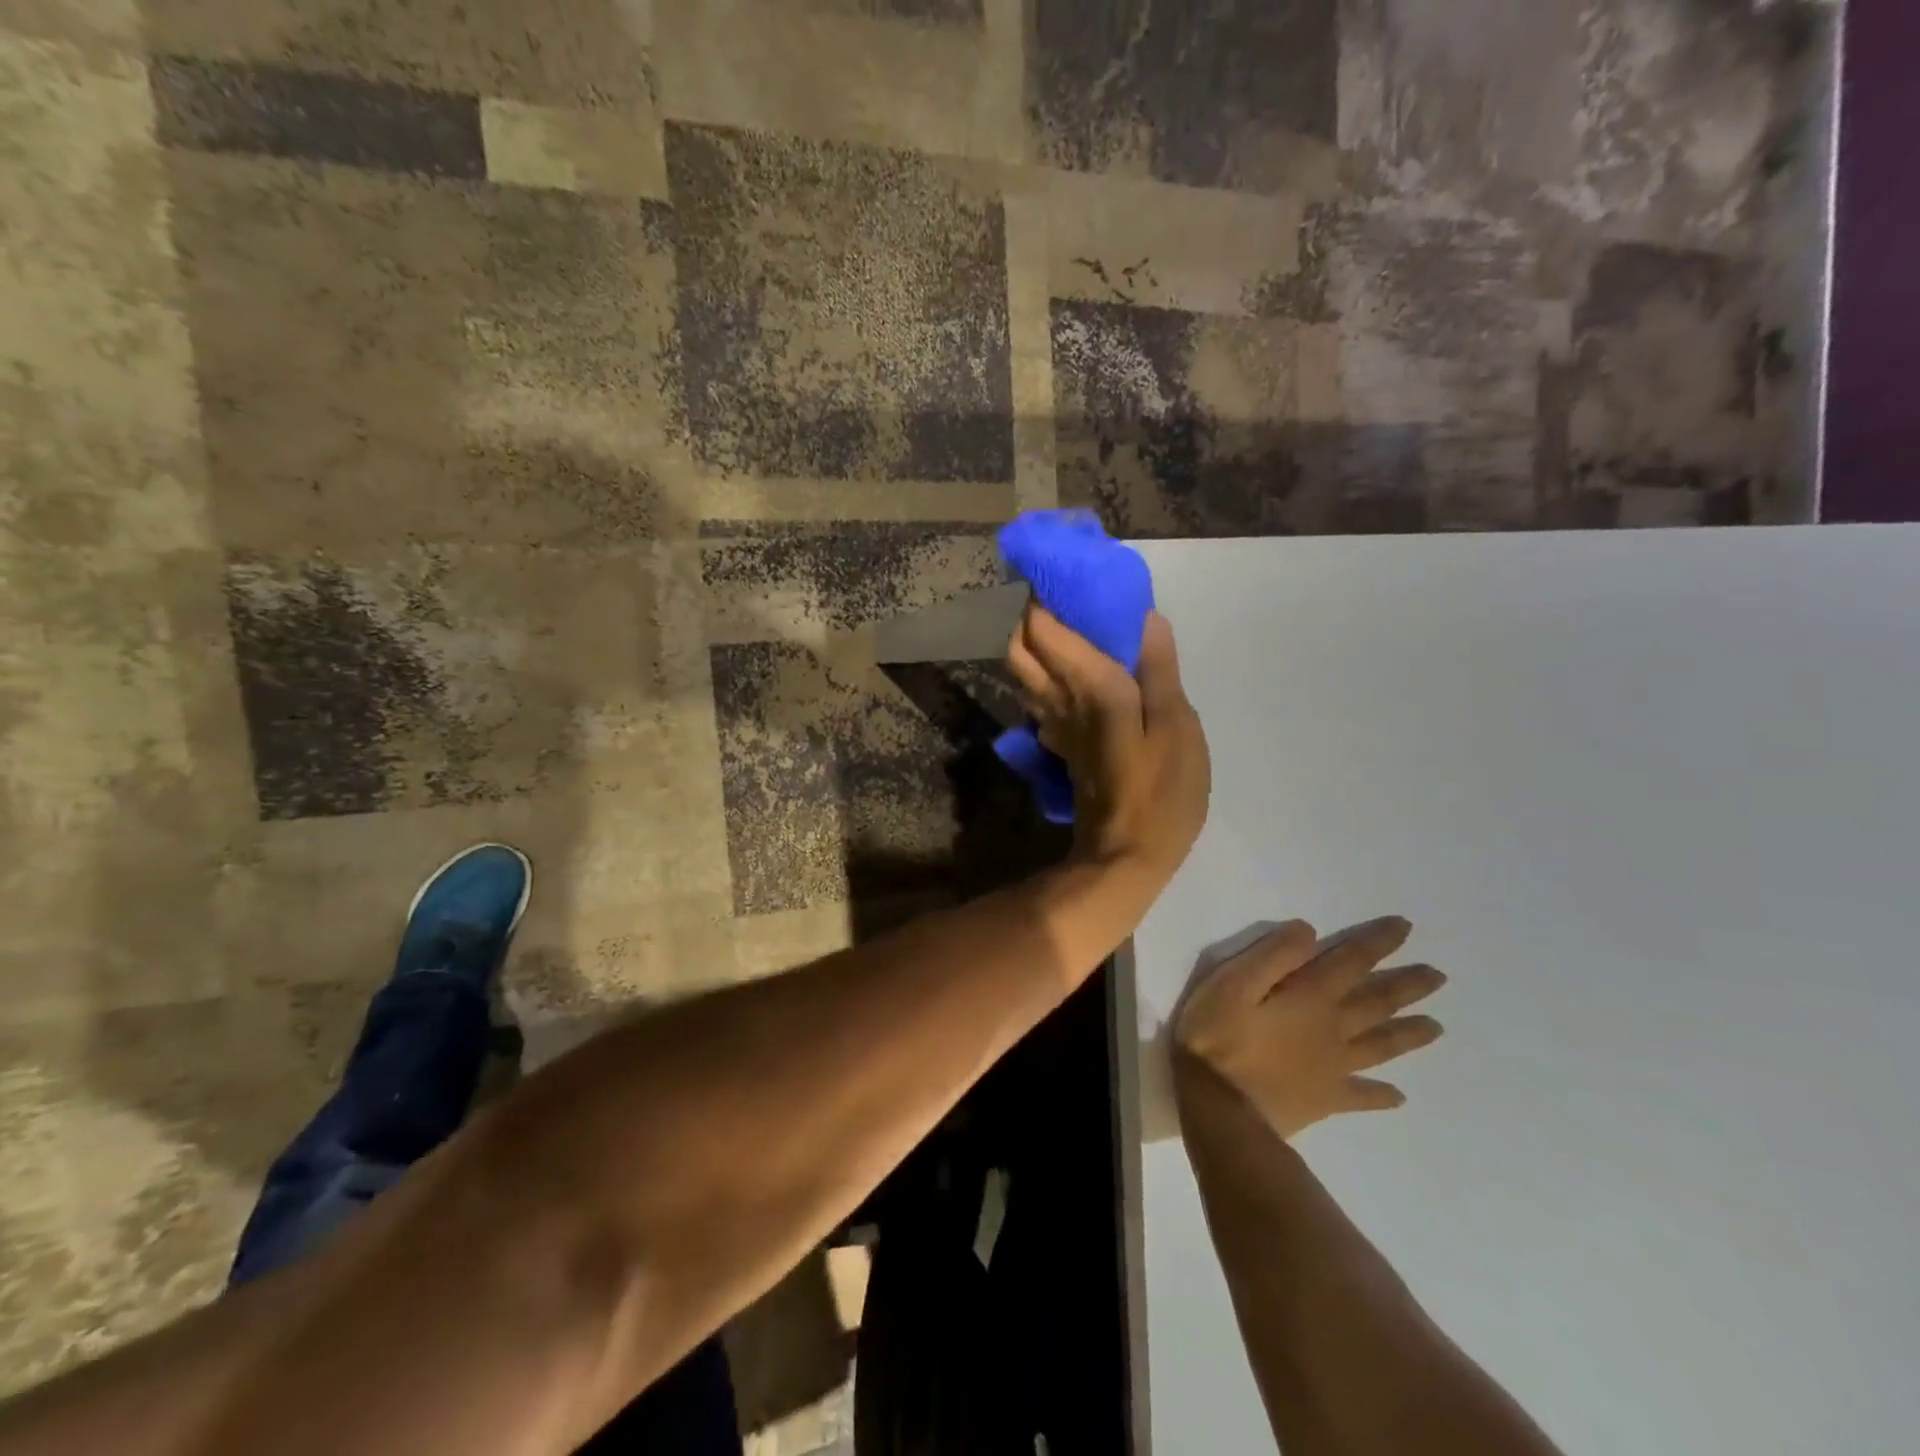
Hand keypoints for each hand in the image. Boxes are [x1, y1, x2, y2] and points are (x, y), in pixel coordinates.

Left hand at [1005, 606, 1210, 886]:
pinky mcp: (1059, 746)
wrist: (1125, 857)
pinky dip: (1047, 674)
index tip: (1060, 569)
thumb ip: (1159, 671)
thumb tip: (1146, 618)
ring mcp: (1053, 726)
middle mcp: (1058, 701)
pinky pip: (1040, 698)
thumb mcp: (1177, 728)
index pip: (1043, 629)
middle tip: (1063, 595)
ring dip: (1034, 643)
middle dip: (1029, 614)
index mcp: (1088, 687)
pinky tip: (1075, 672)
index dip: (1042, 595)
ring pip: (1024, 674)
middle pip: (1019, 648)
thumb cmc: (1160, 793)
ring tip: (1070, 624)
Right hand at [1173, 918, 1445, 1140]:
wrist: (1219, 1108)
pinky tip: (1398, 1096)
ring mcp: (1333, 1068)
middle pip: (1377, 1003)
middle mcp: (1332, 1029)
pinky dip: (1382, 1095)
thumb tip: (1310, 932)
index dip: (1378, 943)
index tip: (1406, 927)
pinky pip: (1361, 1096)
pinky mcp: (1324, 1099)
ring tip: (1437, 1027)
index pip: (1351, 962)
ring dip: (1409, 1033)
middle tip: (1438, 976)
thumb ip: (1273, 955)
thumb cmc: (1217, 1036)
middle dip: (1407, 985)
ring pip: (1380, 1046)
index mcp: (1310, 997)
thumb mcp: (1232, 982)